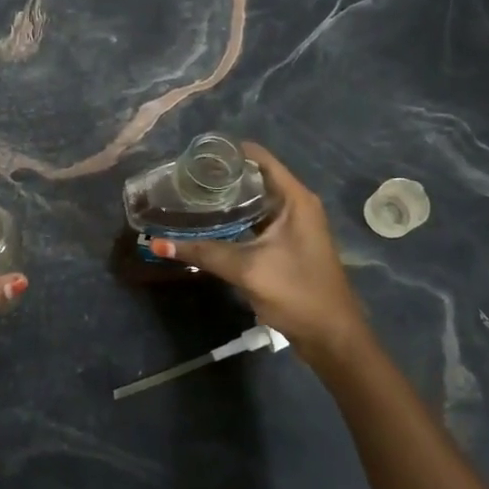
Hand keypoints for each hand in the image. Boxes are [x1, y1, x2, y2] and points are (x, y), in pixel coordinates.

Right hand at [147, 142, 371, 368]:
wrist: (331, 336)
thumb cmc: (297, 292)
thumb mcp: (246, 269)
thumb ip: (203, 252)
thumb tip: (157, 243)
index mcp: (294, 199)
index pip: (258, 157)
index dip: (227, 152)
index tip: (193, 155)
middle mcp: (296, 204)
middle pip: (254, 176)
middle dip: (221, 176)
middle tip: (184, 177)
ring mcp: (293, 225)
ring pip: (254, 200)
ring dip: (226, 198)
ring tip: (190, 195)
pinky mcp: (287, 243)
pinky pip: (256, 219)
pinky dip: (234, 218)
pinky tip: (209, 224)